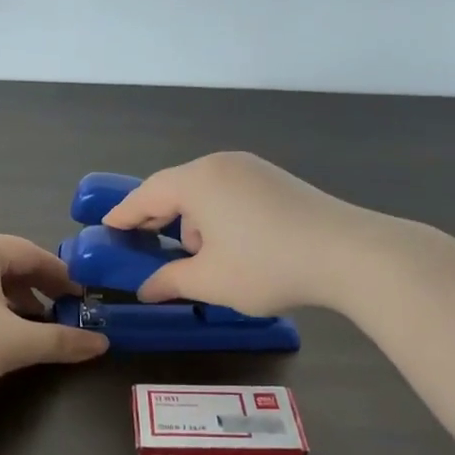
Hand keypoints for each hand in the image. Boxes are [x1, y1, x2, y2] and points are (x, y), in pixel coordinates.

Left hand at [0, 233, 107, 398]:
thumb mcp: (16, 342)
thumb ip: (60, 341)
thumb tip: (101, 345)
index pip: (32, 253)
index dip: (61, 276)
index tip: (81, 298)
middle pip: (6, 265)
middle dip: (35, 289)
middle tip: (58, 312)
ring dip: (10, 303)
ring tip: (27, 328)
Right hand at [101, 152, 367, 316]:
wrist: (349, 253)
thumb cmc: (267, 265)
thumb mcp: (211, 281)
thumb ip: (171, 281)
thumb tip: (147, 289)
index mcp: (198, 181)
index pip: (147, 194)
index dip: (124, 213)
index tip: (106, 227)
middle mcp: (222, 165)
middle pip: (176, 188)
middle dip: (159, 219)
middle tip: (142, 244)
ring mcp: (253, 169)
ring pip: (206, 192)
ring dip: (193, 221)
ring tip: (199, 258)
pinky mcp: (277, 181)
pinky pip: (231, 194)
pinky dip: (219, 216)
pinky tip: (231, 247)